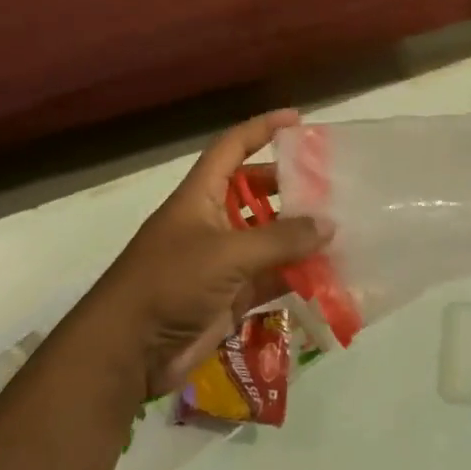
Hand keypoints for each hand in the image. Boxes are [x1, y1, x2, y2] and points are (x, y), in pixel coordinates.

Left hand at [84, 110, 331, 397]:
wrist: (129, 350)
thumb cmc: (170, 282)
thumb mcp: (226, 253)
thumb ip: (280, 239)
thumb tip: (328, 224)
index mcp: (200, 195)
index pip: (232, 148)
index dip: (261, 129)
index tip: (298, 119)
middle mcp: (212, 221)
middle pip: (255, 192)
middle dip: (289, 186)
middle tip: (331, 185)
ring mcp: (222, 260)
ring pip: (268, 237)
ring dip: (299, 234)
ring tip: (341, 227)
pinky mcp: (231, 295)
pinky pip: (271, 277)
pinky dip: (297, 274)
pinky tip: (330, 273)